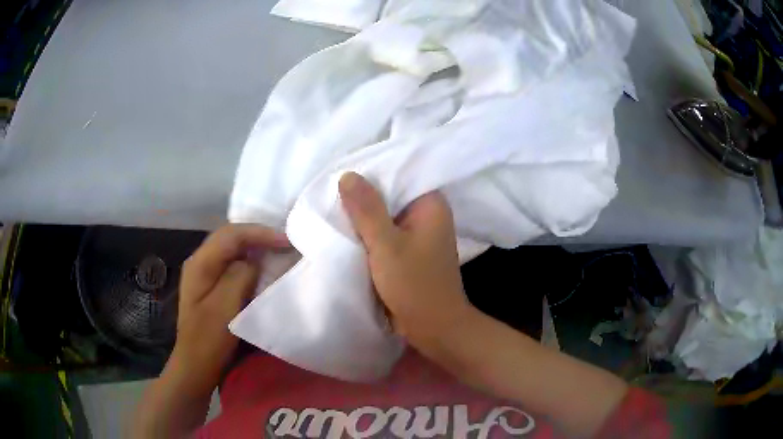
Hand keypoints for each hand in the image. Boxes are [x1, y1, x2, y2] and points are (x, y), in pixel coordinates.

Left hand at [174, 225, 289, 376]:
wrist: (196, 365)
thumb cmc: (209, 340)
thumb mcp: (224, 307)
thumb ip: (240, 276)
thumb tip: (255, 260)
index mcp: (200, 263)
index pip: (231, 234)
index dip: (260, 232)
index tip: (287, 239)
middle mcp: (200, 262)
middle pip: (231, 237)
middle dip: (259, 235)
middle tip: (286, 241)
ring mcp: (205, 273)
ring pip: (232, 249)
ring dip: (256, 247)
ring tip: (279, 250)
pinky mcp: (212, 286)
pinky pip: (233, 264)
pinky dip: (251, 262)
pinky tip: (264, 267)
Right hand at [338, 172, 473, 354]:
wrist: (433, 327)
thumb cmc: (415, 285)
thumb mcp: (386, 245)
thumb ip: (366, 210)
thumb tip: (347, 175)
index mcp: (431, 204)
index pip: (401, 173)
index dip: (372, 170)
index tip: (344, 170)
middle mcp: (427, 213)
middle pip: (391, 193)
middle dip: (364, 193)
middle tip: (332, 187)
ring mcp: (418, 232)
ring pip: (386, 214)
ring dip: (364, 214)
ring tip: (334, 203)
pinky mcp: (409, 249)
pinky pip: (386, 231)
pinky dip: (369, 231)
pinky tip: (347, 227)